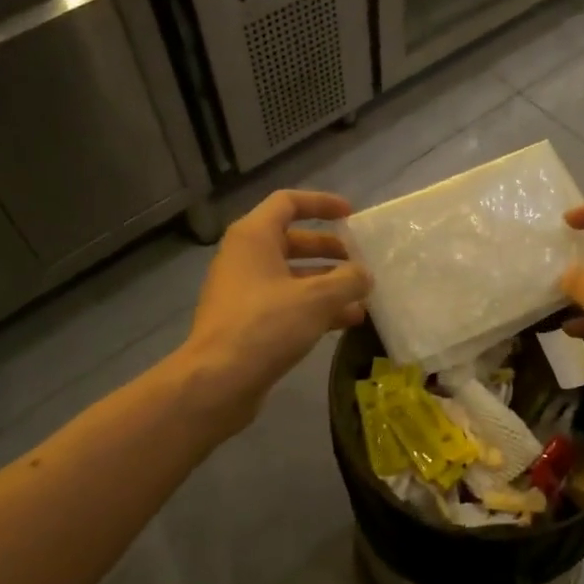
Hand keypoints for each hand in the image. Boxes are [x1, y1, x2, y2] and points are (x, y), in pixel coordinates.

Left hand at [175, 190, 371, 434]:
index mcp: (254, 237)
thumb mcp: (317, 298)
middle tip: (360, 263)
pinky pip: (287, 303)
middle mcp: (245, 258)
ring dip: (328, 284)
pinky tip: (345, 323)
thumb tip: (364, 275)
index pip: (288, 203)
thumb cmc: (266, 326)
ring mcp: (244, 291)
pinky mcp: (247, 322)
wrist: (218, 381)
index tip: (351, 216)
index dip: (321, 204)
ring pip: (293, 277)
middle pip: (293, 241)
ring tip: (363, 299)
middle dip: (330, 251)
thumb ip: (348, 280)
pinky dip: (315, 308)